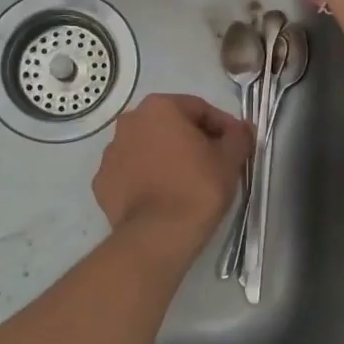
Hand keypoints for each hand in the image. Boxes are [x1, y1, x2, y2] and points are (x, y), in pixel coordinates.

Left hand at [92, 94, 252, 263]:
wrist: (158, 236)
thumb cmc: (198, 188)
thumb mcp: (230, 159)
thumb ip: (238, 136)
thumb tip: (241, 129)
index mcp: (160, 107)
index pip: (200, 109)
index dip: (222, 127)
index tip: (236, 146)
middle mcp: (129, 122)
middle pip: (170, 126)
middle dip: (192, 140)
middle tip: (213, 163)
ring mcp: (110, 153)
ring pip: (148, 148)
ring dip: (167, 158)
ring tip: (186, 183)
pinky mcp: (101, 182)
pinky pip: (131, 173)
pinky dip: (146, 179)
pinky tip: (162, 197)